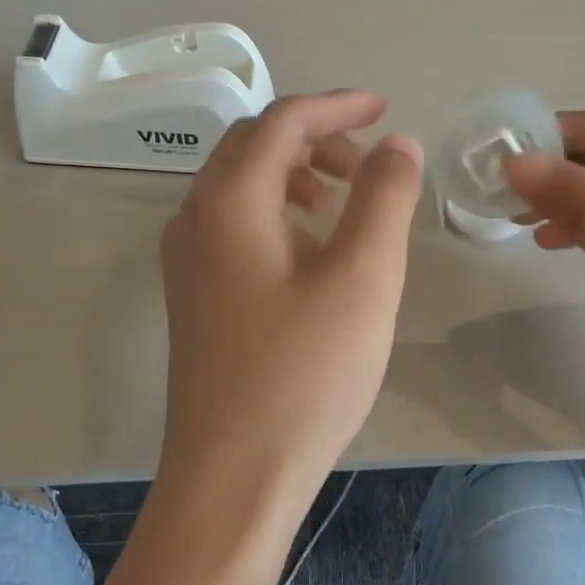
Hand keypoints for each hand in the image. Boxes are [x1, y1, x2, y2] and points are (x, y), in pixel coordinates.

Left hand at [159, 91, 423, 509]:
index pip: (282, 122)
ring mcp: (187, 260)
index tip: (385, 110)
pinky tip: (314, 250)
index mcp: (229, 201)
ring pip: (241, 185)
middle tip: (370, 163)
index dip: (337, 107)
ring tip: (346, 202)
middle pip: (254, 145)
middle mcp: (195, 218)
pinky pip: (235, 224)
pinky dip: (279, 211)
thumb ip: (383, 197)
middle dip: (315, 138)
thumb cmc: (304, 373)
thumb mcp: (363, 276)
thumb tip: (396, 144)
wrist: (233, 478)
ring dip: (296, 174)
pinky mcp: (196, 296)